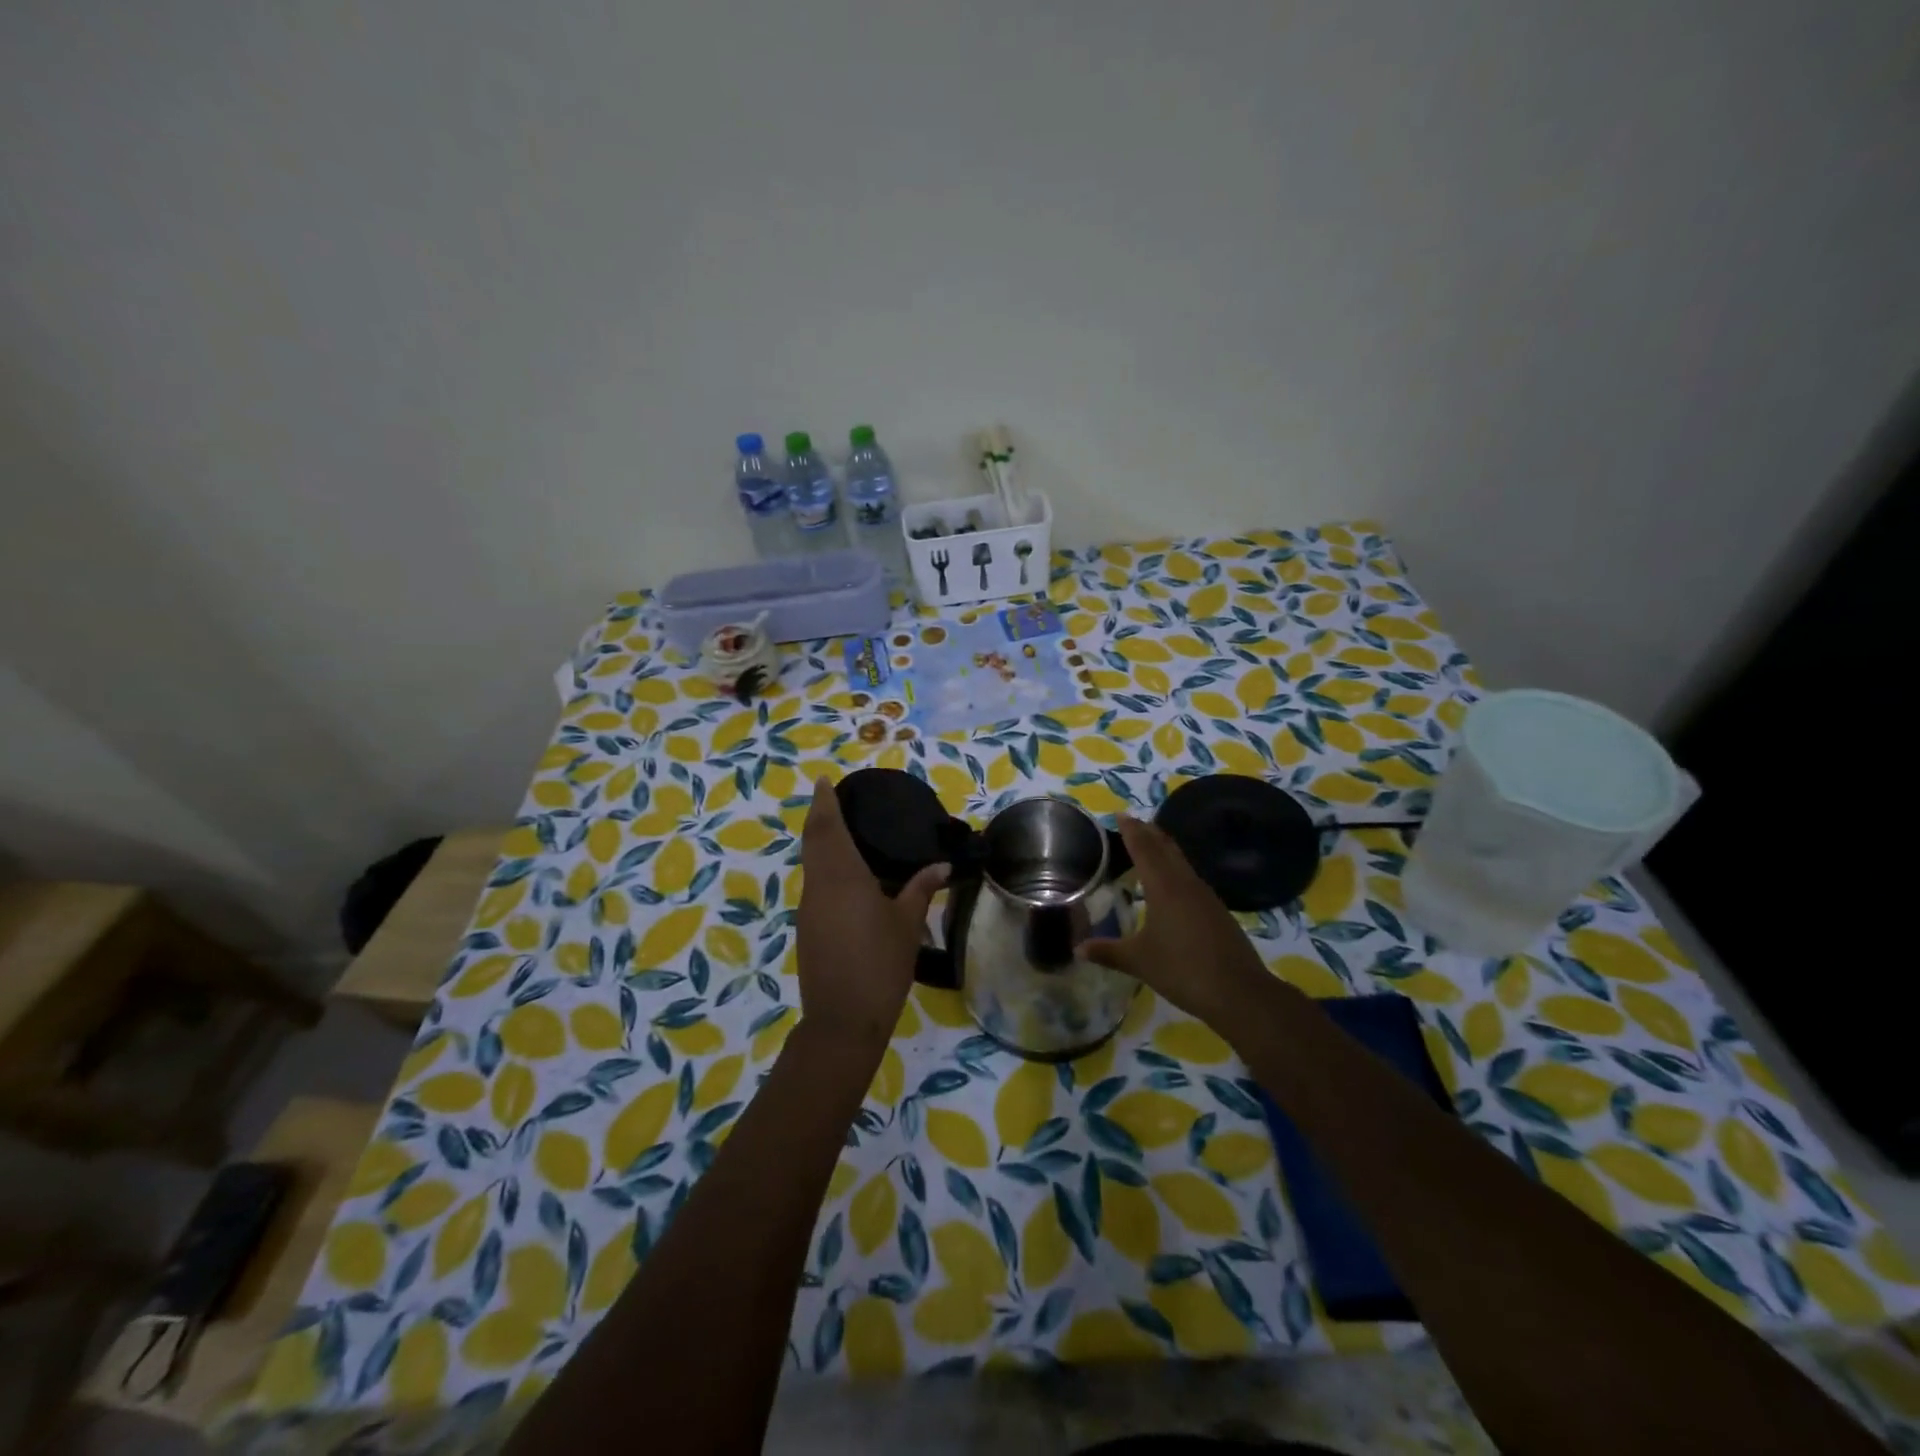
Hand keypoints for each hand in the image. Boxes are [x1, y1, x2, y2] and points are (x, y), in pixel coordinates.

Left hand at [794, 777, 947, 1048]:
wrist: (843, 1020)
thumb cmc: (880, 964)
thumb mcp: (907, 923)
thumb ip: (921, 888)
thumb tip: (941, 865)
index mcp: (842, 877)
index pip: (827, 828)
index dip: (824, 802)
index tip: (824, 781)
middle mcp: (818, 886)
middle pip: (813, 841)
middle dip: (819, 816)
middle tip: (832, 797)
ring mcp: (809, 908)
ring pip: (811, 864)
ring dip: (821, 843)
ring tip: (844, 831)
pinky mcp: (807, 928)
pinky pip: (815, 885)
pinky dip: (825, 868)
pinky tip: (847, 877)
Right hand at [1082, 816, 1271, 1026]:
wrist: (1240, 992)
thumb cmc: (1183, 970)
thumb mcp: (1139, 961)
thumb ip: (1108, 952)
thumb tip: (1077, 948)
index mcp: (1164, 887)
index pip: (1144, 848)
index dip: (1131, 830)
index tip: (1121, 815)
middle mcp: (1186, 883)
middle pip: (1166, 848)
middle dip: (1149, 833)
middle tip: (1133, 823)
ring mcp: (1206, 896)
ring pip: (1181, 862)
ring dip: (1164, 850)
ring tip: (1149, 847)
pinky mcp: (1217, 911)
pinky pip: (1191, 879)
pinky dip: (1176, 870)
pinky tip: (1172, 885)